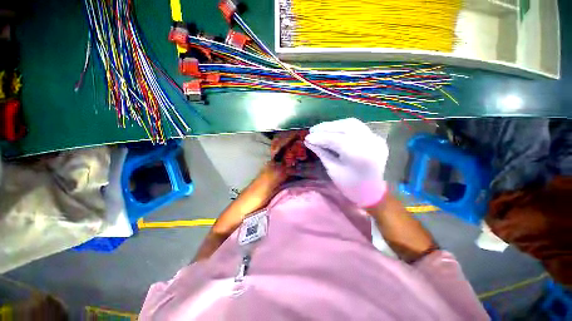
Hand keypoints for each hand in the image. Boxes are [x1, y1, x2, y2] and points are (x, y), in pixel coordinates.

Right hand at [304, 118, 388, 206]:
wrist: (372, 192)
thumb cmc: (350, 185)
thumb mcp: (333, 170)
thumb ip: (322, 152)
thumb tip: (308, 141)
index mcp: (359, 155)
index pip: (336, 139)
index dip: (320, 137)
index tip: (306, 137)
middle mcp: (370, 143)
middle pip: (346, 126)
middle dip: (326, 127)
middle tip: (312, 130)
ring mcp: (376, 139)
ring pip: (352, 123)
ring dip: (334, 125)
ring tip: (320, 129)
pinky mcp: (376, 138)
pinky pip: (358, 127)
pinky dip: (343, 127)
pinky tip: (333, 131)